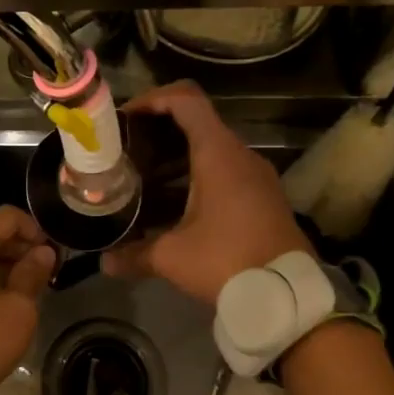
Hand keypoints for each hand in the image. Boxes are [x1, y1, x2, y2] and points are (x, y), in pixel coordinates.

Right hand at [102, 81, 310, 304]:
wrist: (289, 296)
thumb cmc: (227, 262)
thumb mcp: (173, 257)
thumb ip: (135, 254)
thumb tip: (105, 262)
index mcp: (218, 153)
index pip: (186, 100)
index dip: (153, 98)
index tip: (126, 116)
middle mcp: (240, 154)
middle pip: (197, 120)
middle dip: (160, 128)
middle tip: (129, 146)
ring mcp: (257, 174)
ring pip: (212, 146)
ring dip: (178, 154)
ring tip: (145, 174)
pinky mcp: (264, 195)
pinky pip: (226, 168)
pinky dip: (197, 172)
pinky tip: (176, 201)